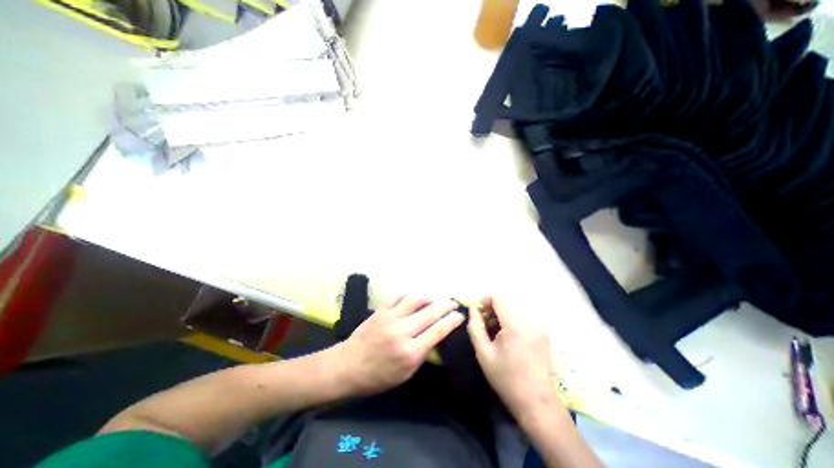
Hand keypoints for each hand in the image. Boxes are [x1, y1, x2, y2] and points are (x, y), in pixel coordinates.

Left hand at [334, 296, 463, 394]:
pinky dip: (409, 296)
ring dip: (429, 297)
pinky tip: (413, 299)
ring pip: (415, 299)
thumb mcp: (405, 374)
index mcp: (410, 351)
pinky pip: (398, 296)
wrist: (347, 366)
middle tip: (453, 302)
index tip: (460, 315)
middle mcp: (402, 331)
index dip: (452, 321)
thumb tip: (435, 335)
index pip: (438, 331)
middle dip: (446, 305)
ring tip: (434, 299)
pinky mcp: (380, 310)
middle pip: (430, 312)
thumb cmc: (378, 376)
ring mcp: (390, 318)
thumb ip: (422, 353)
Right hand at [467, 294, 558, 418]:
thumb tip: (472, 309)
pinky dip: (513, 316)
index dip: (485, 300)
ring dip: (503, 310)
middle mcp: (530, 321)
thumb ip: (475, 327)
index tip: (478, 312)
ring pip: (516, 305)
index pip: (499, 298)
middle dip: (493, 305)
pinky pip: (524, 313)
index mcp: (515, 326)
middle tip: (485, 320)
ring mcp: (539, 326)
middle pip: (508, 299)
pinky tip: (508, 332)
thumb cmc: (505, 377)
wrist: (535, 400)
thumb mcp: (483, 353)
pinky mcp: (543, 331)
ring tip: (495, 327)